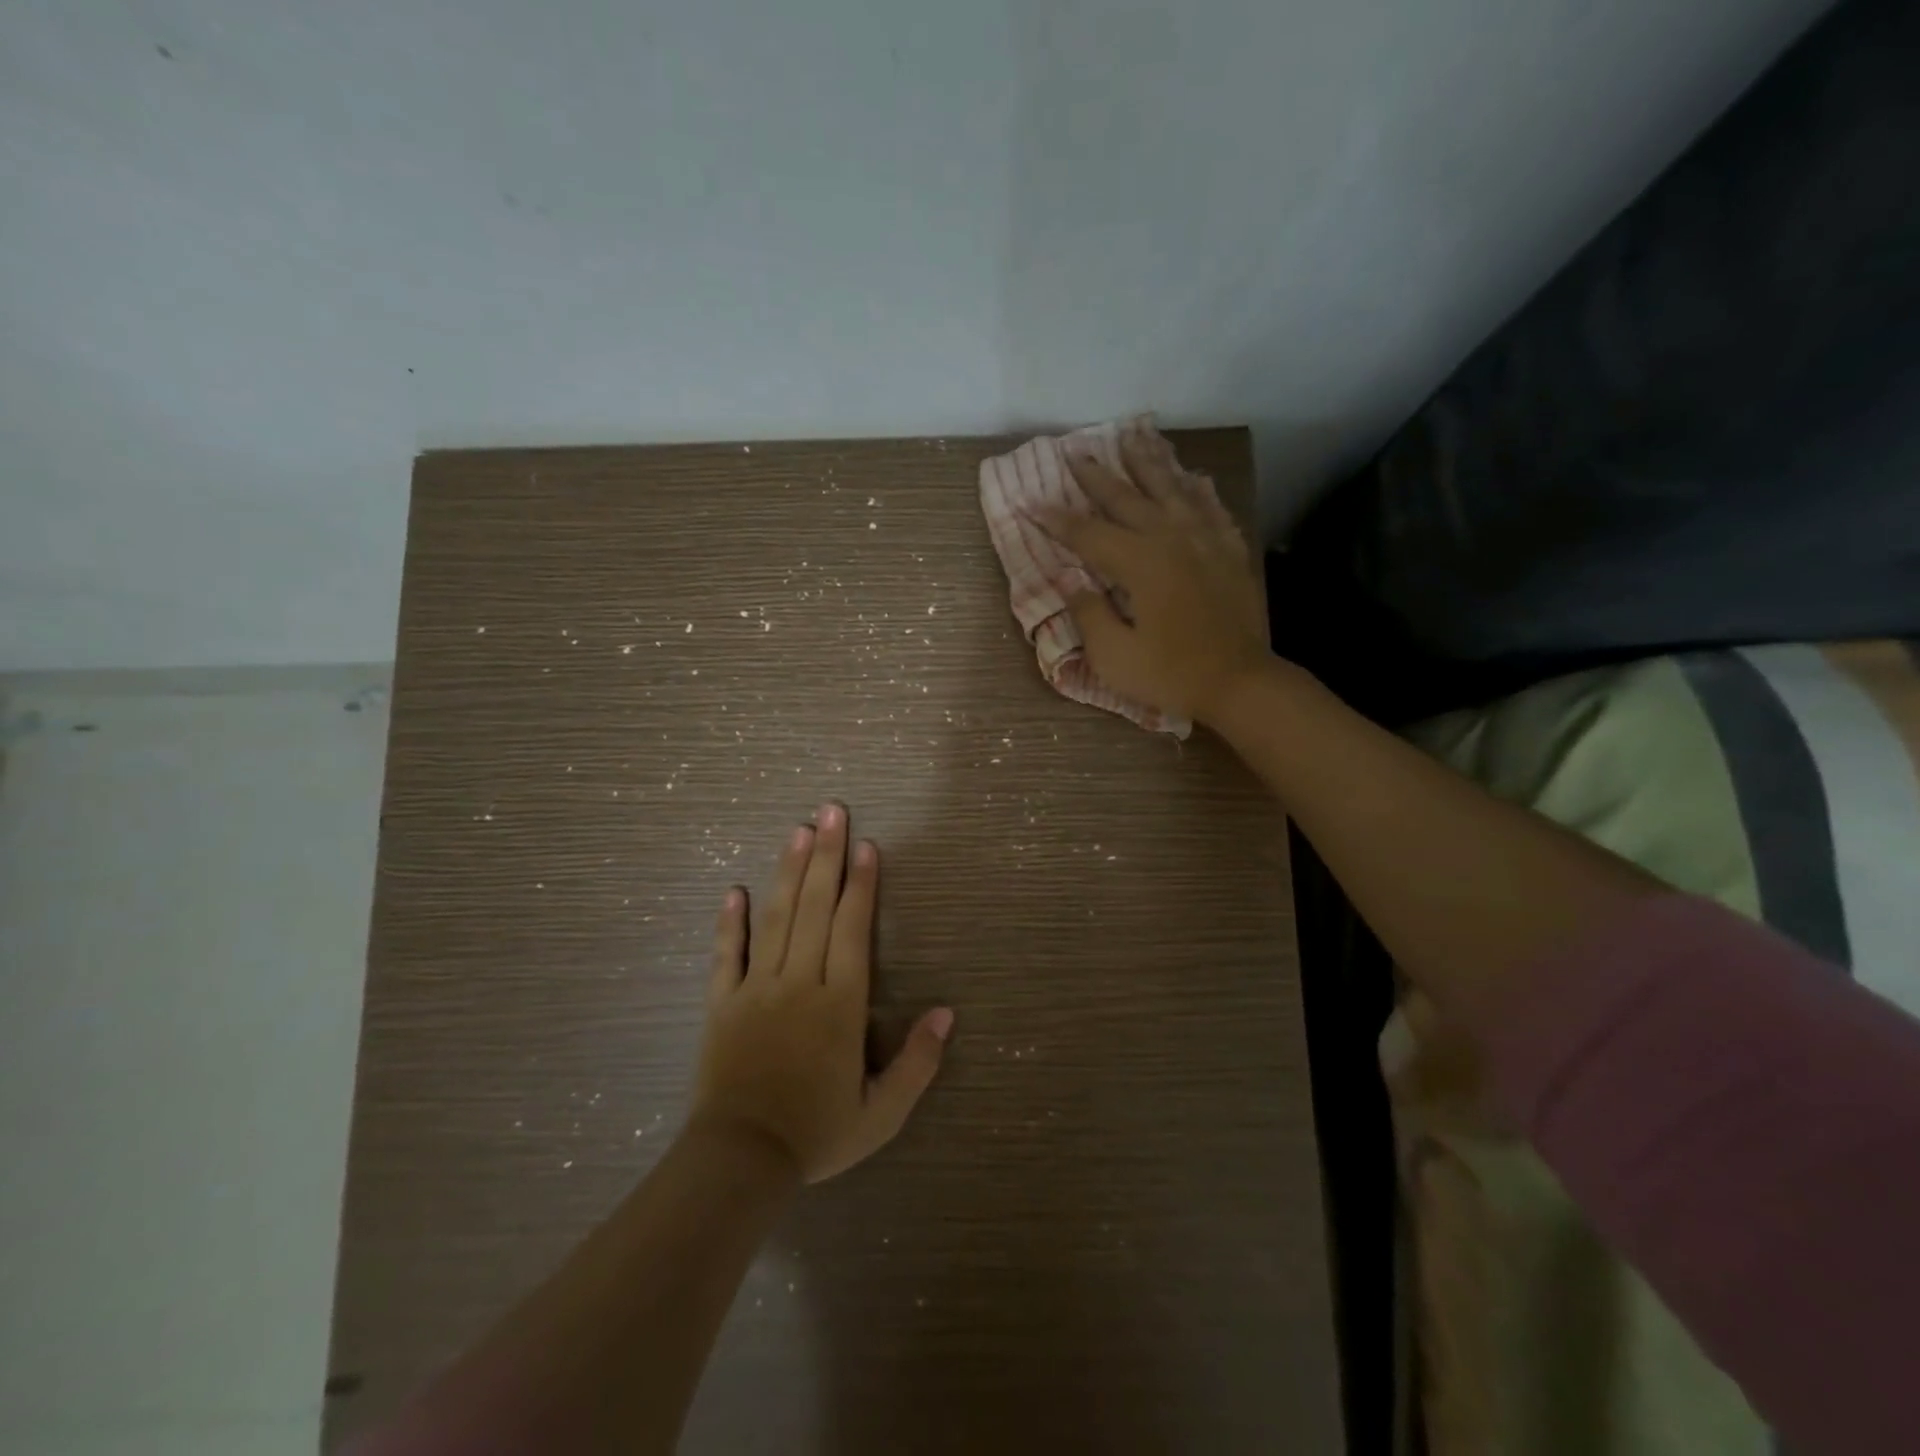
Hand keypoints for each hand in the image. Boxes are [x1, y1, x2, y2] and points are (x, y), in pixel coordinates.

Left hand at [691, 803, 953, 1183]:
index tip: (866, 846)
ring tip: (798, 831)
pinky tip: (735, 890)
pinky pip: (727, 955)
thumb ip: (917, 1063)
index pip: (853, 930)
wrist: (740, 1161)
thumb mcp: (881, 1112)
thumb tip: (946, 1014)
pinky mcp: (722, 1003)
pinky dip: (731, 922)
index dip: (862, 885)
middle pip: (816, 908)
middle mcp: (799, 983)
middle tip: (832, 811)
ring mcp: (756, 989)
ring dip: (788, 872)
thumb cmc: (817, 1134)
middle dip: (826, 856)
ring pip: (776, 919)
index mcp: (839, 1004)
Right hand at [1046, 423, 1270, 724]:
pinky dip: (1196, 488)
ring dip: (1148, 463)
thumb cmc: (1170, 674)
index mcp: (1139, 563)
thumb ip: (1088, 612)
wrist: (1240, 683)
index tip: (1028, 502)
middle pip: (1127, 498)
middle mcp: (1171, 539)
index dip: (1055, 519)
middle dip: (1097, 476)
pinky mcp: (1229, 551)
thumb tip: (1067, 577)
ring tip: (1132, 438)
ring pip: (1172, 489)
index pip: (1087, 534)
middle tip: (1075, 454)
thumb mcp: (1114, 655)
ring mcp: (1205, 540)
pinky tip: (1190, 477)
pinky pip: (1210, 507)